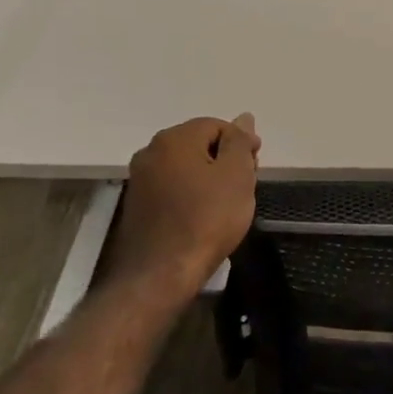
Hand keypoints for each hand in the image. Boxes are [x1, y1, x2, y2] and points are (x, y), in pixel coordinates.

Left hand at [105, 114, 260, 301]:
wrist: (160, 276)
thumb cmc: (206, 219)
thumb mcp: (236, 175)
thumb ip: (240, 142)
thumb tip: (243, 117)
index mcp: (174, 139)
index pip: (217, 126)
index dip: (241, 144)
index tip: (255, 168)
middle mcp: (151, 152)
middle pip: (199, 144)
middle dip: (224, 160)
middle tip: (244, 187)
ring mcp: (140, 180)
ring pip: (186, 167)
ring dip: (208, 178)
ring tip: (226, 205)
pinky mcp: (137, 206)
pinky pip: (172, 188)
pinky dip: (191, 195)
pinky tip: (203, 217)